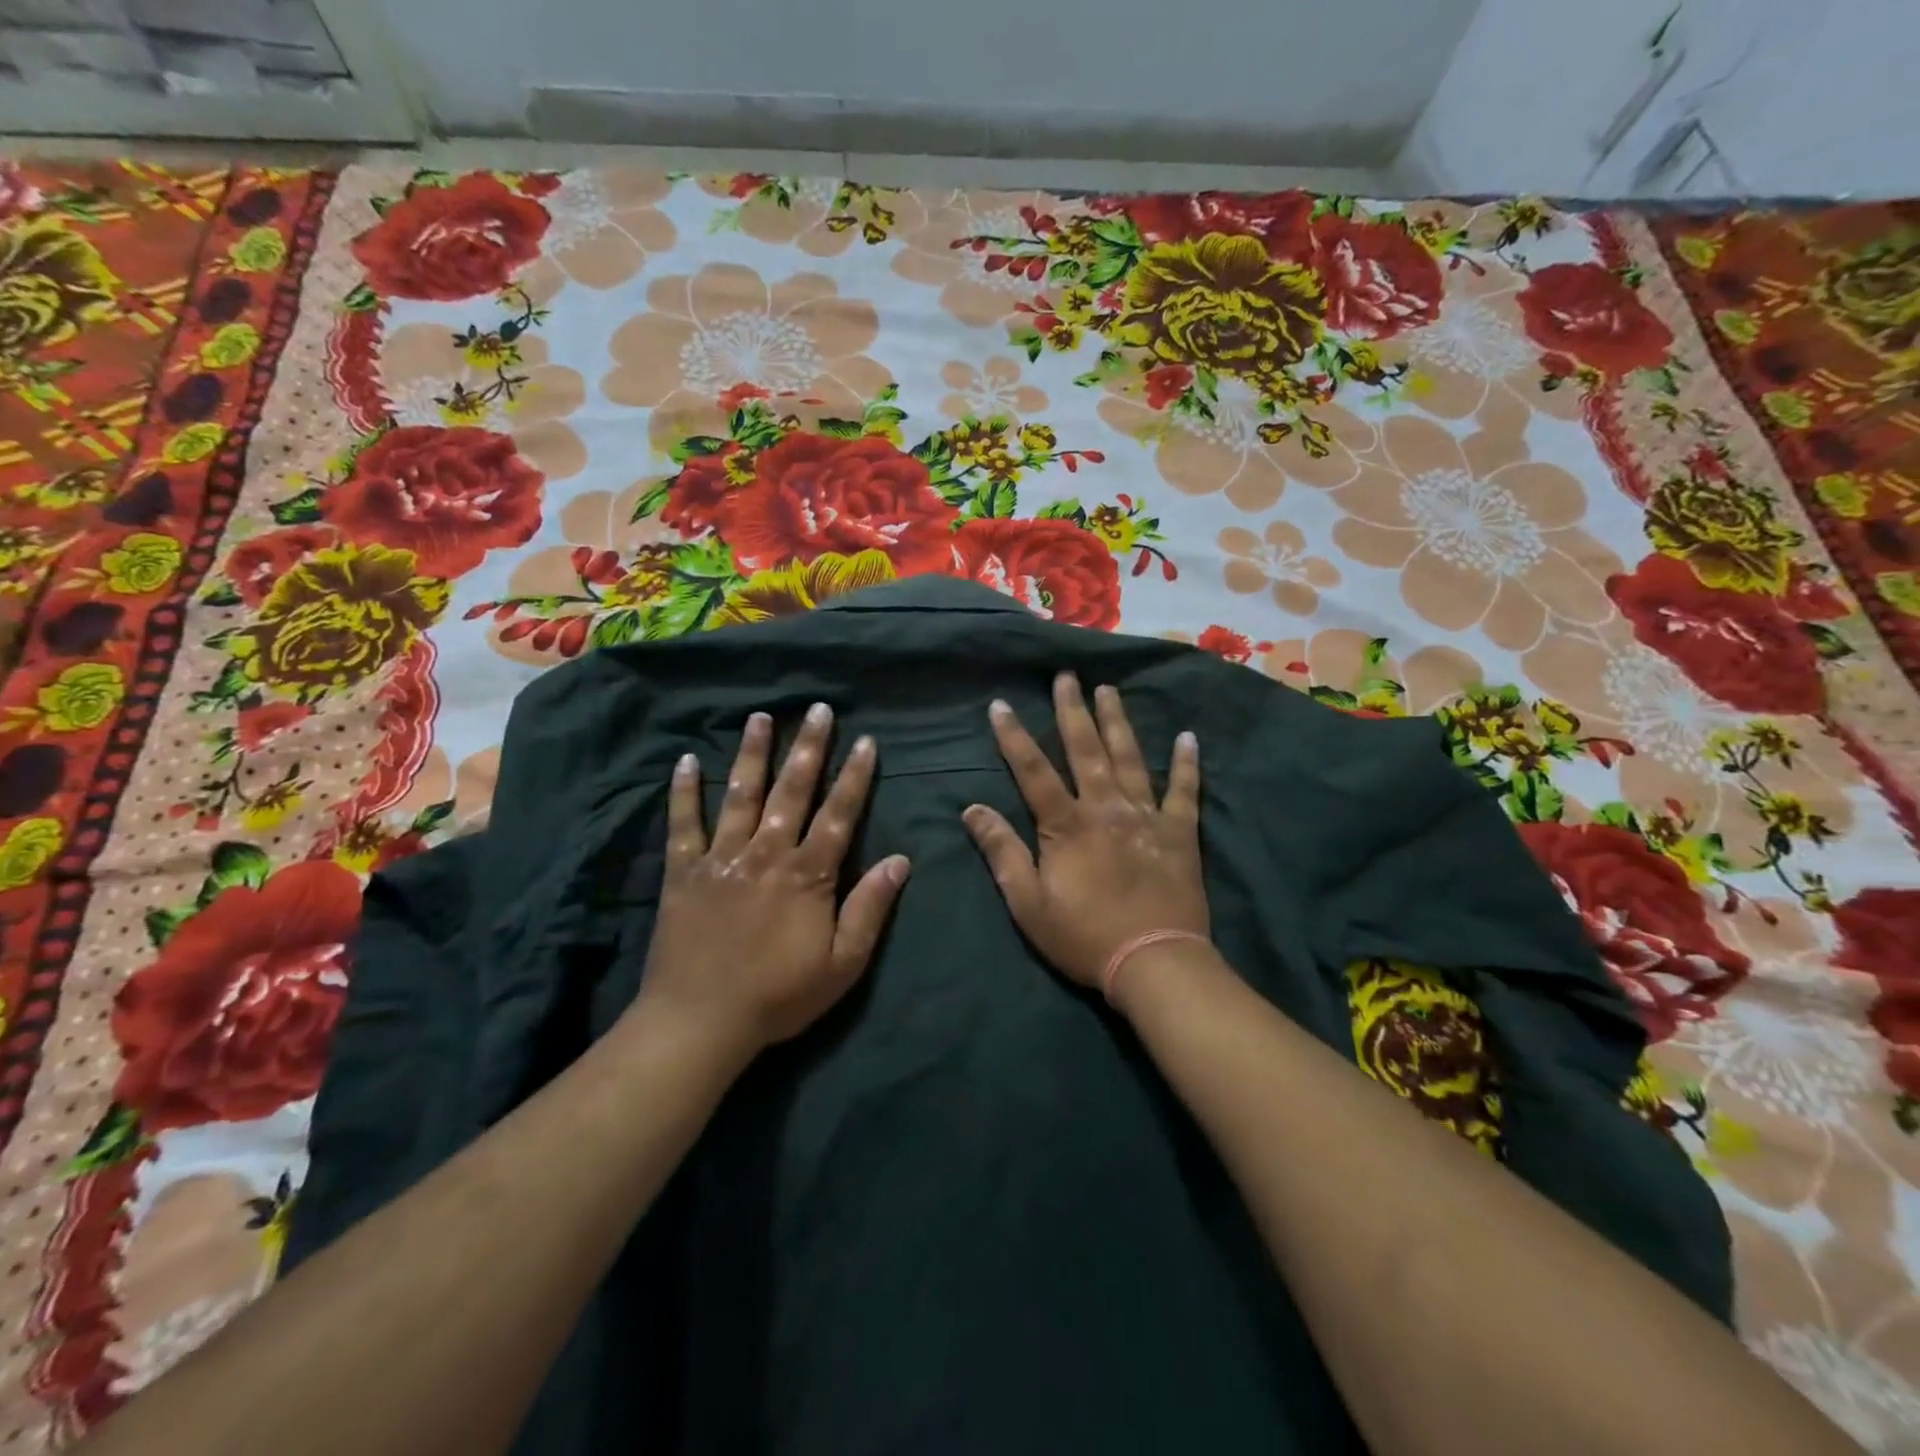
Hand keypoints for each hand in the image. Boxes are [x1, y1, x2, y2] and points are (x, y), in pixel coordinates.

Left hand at [635, 703, 908, 1059]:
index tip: (864, 741)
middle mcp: (767, 853)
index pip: (839, 814)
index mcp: (808, 874)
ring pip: (741, 795)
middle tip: (817, 709)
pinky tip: (686, 761)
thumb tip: (901, 860)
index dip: (854, 776)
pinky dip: (684, 792)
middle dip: (808, 748)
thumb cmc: (779, 996)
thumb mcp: (843, 964)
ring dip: (753, 754)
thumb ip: (871, 908)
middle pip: (793, 791)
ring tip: (761, 717)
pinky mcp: (683, 872)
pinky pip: (683, 824)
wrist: (700, 1021)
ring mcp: (722, 858)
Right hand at [963, 673, 1207, 990]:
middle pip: (1086, 750)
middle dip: (1072, 711)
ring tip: (1109, 689)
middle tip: (1067, 676)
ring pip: (1130, 758)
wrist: (1153, 962)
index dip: (1014, 737)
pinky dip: (1186, 763)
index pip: (1033, 771)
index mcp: (1066, 825)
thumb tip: (972, 809)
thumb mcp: (1027, 903)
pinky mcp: (1180, 833)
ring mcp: (1146, 817)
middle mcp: (1106, 808)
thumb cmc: (1083, 936)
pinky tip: (1188, 737)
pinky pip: (1185, 791)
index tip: (1001, 704)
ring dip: (1118, 722)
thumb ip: (1002, 852)